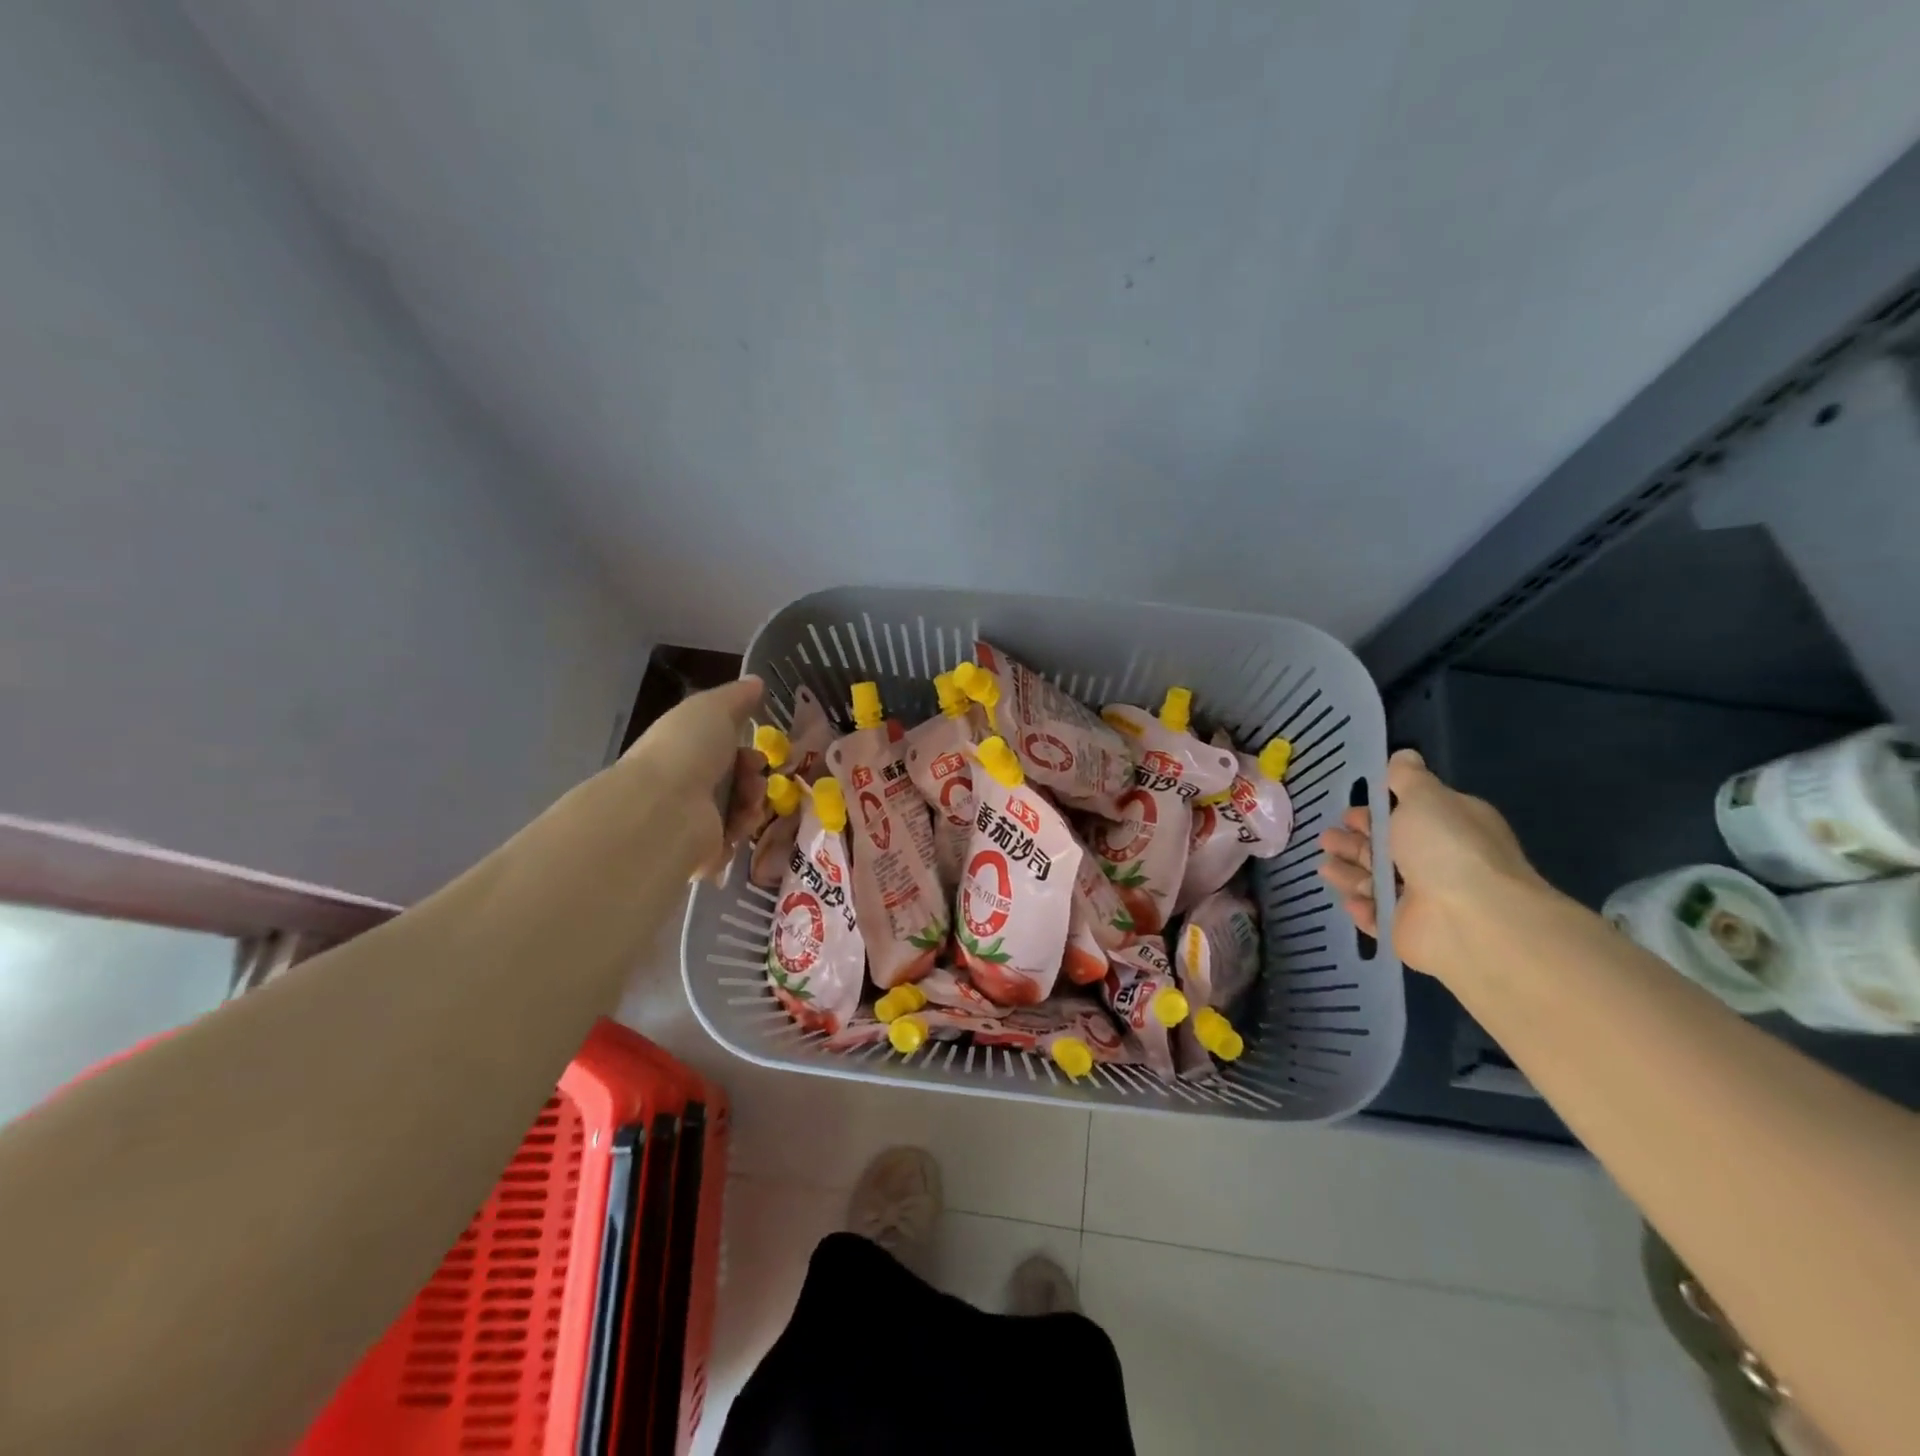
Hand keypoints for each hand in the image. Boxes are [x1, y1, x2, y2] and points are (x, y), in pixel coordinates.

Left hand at [609, 675, 765, 878]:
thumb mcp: (713, 708)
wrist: (665, 809)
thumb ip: (737, 697)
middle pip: (736, 780)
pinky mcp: (699, 851)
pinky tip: (739, 824)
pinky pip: (734, 839)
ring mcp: (690, 819)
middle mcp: (685, 782)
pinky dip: (742, 830)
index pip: (723, 749)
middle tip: (755, 778)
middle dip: (754, 777)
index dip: (747, 747)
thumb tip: (756, 681)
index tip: (758, 749)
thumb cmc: (687, 750)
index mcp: (684, 748)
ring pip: (739, 810)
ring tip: (749, 803)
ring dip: (753, 803)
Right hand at [1317, 748, 1542, 977]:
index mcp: (1449, 827)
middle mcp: (1439, 862)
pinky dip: (1361, 906)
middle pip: (1387, 849)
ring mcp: (1423, 899)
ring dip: (1349, 872)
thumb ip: (1407, 778)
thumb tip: (1404, 755)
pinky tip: (1347, 898)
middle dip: (1354, 842)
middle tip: (1325, 837)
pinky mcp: (1406, 930)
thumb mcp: (1425, 798)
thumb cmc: (1446, 849)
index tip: (1348, 810)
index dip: (1377, 812)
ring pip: (1377, 881)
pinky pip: (1377, 915)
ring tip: (1324, 866)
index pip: (1409, 815)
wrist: (1470, 920)